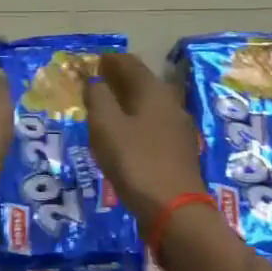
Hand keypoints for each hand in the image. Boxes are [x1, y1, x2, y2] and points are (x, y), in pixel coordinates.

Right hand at [85, 53, 207, 224]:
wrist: (175, 211)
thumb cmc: (136, 162)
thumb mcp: (106, 127)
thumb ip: (98, 98)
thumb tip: (95, 80)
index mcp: (153, 91)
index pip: (130, 63)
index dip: (110, 60)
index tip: (92, 61)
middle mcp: (170, 103)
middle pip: (142, 82)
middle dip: (119, 79)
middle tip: (96, 83)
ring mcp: (178, 128)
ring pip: (149, 104)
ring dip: (127, 101)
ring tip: (105, 109)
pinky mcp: (179, 150)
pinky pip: (153, 124)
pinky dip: (136, 121)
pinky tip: (124, 134)